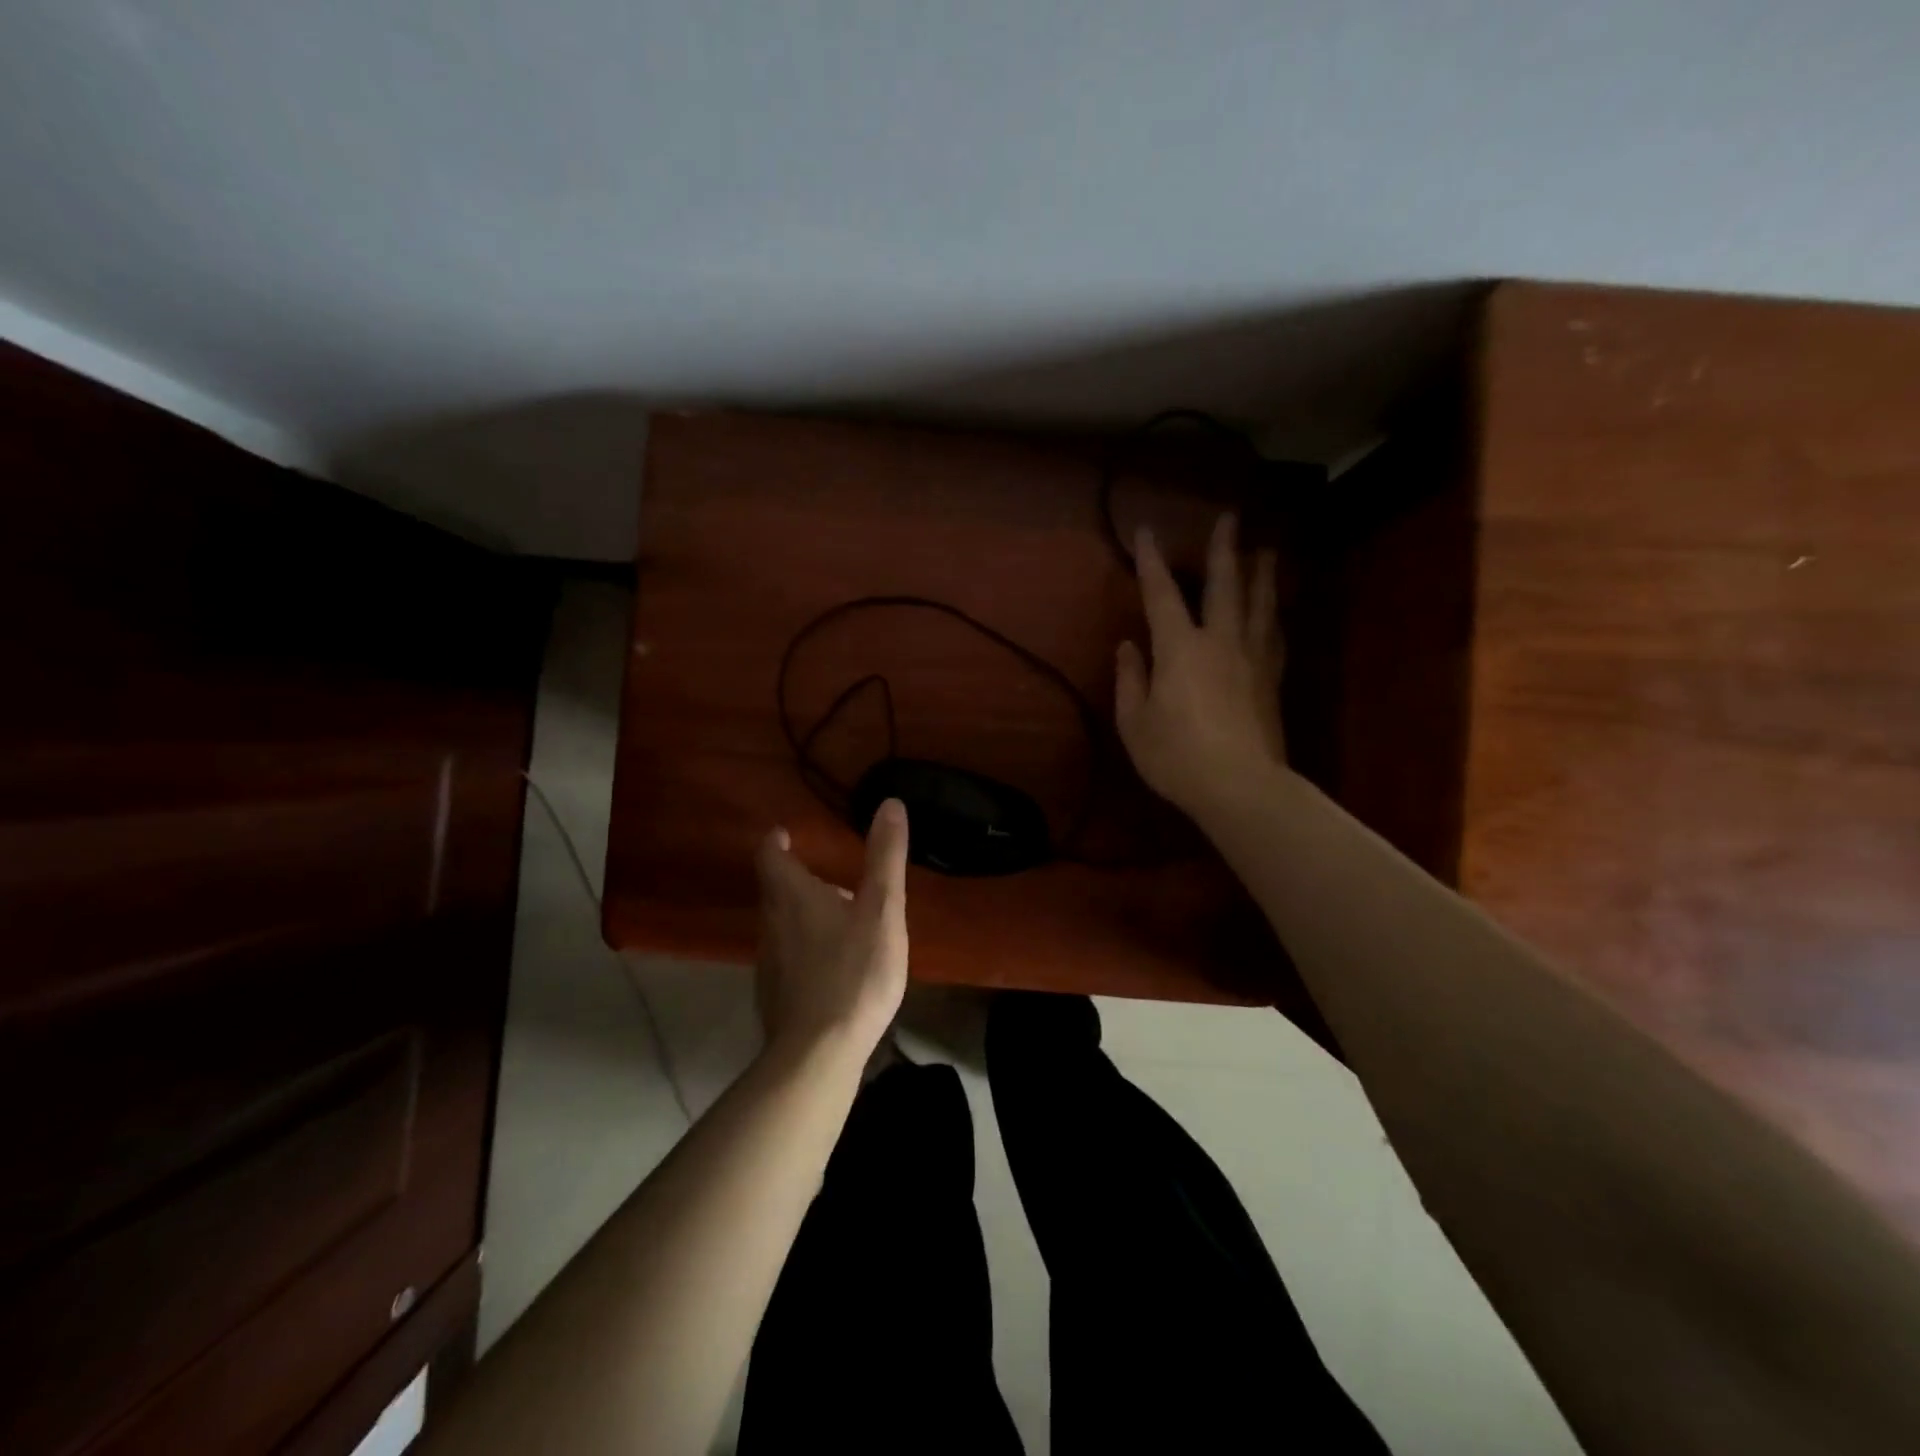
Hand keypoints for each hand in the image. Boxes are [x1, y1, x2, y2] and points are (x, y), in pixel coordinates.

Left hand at [754, 799, 909, 1062]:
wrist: (818, 1053)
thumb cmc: (855, 972)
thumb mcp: (882, 909)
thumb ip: (885, 857)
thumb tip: (889, 803)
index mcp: (792, 896)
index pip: (770, 856)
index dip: (776, 841)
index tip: (786, 834)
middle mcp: (771, 923)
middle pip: (776, 891)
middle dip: (798, 879)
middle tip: (830, 879)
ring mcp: (768, 963)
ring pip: (781, 926)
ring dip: (803, 916)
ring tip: (838, 921)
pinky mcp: (773, 996)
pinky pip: (786, 959)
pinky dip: (804, 950)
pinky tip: (831, 968)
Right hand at [1115, 515, 1286, 819]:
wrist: (1241, 787)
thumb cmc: (1177, 756)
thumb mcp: (1135, 723)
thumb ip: (1130, 681)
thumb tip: (1129, 648)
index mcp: (1180, 648)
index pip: (1161, 594)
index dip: (1151, 561)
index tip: (1146, 531)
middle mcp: (1220, 642)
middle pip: (1224, 585)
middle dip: (1224, 549)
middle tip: (1231, 517)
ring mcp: (1252, 659)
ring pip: (1259, 604)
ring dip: (1261, 573)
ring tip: (1267, 550)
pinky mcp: (1272, 680)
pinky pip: (1275, 637)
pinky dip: (1273, 616)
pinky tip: (1275, 612)